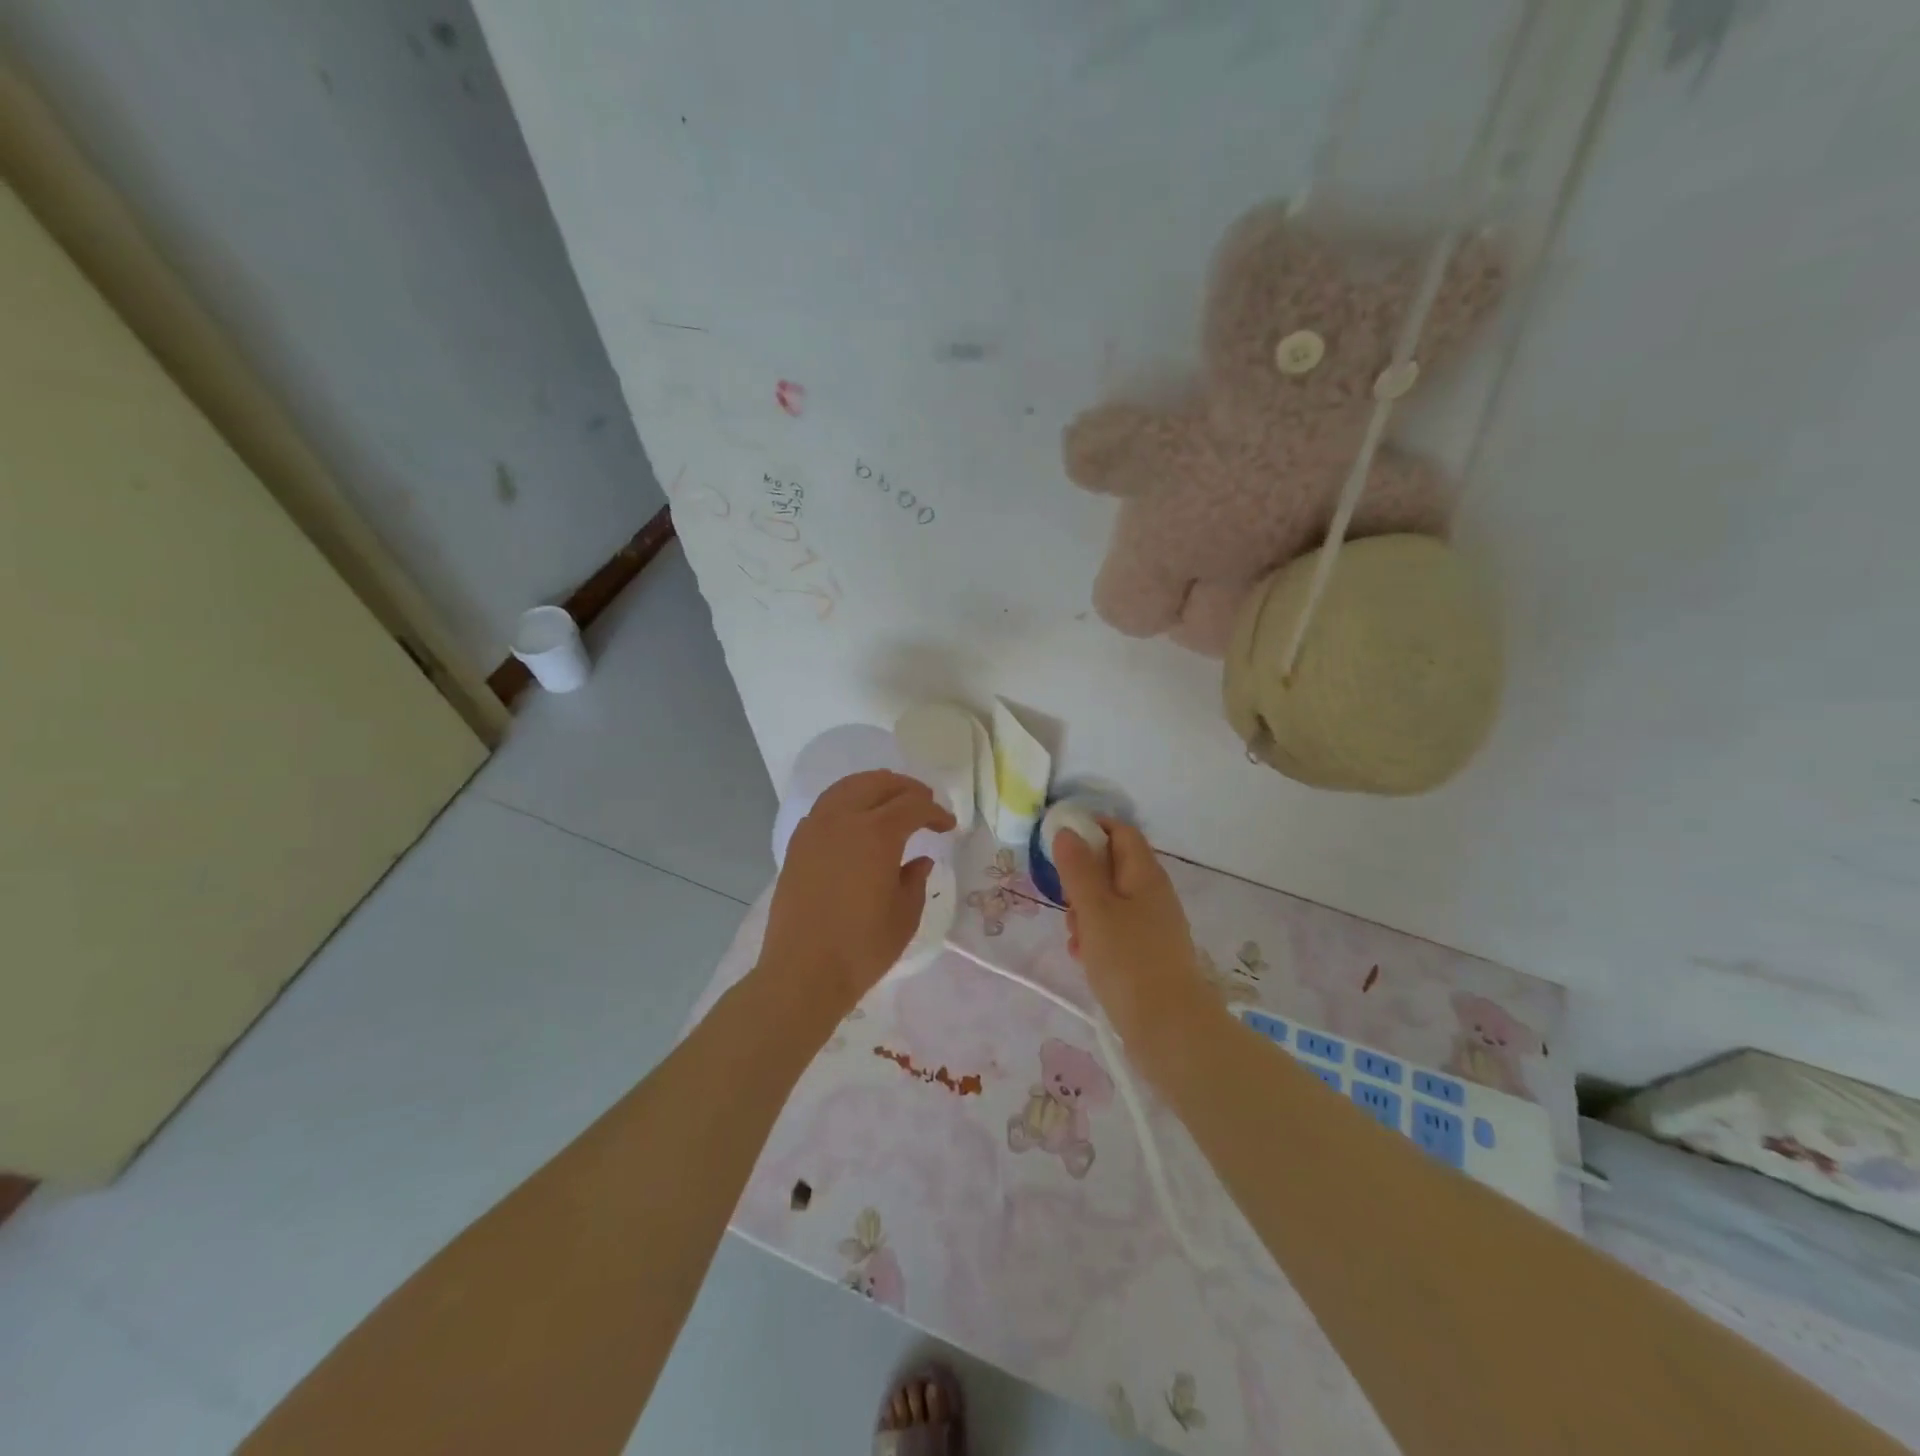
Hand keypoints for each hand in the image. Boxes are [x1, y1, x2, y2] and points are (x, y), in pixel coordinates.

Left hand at [760, 770, 954, 1013]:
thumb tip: (920, 860)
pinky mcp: (797, 845)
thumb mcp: (904, 915)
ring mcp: (815, 829)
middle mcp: (843, 819)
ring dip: (874, 787)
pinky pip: (825, 806)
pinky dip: (847, 801)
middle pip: (878, 783)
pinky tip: (856, 821)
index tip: (948, 826)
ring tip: (891, 802)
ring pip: (847, 787)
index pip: (913, 805)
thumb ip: (915, 879)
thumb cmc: (862, 947)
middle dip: (906, 788)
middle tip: (924, 803)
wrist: (802, 972)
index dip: (935, 812)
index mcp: (876, 833)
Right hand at [1054, 820, 1215, 1054]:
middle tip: (1064, 901)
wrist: (1170, 1029)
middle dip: (1081, 879)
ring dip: (1085, 912)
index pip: (1119, 831)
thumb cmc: (1128, 961)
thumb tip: (1066, 830)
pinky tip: (1083, 958)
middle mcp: (1153, 893)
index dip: (1090, 828)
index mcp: (1145, 874)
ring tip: (1074, 938)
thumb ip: (1078, 868)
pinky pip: (1116, 931)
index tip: (1058, 843)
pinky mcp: (1148, 953)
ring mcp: (1153, 925)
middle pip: (1112, 867)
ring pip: (1110, 902)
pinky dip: (1097, 937)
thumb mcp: (1094, 910)